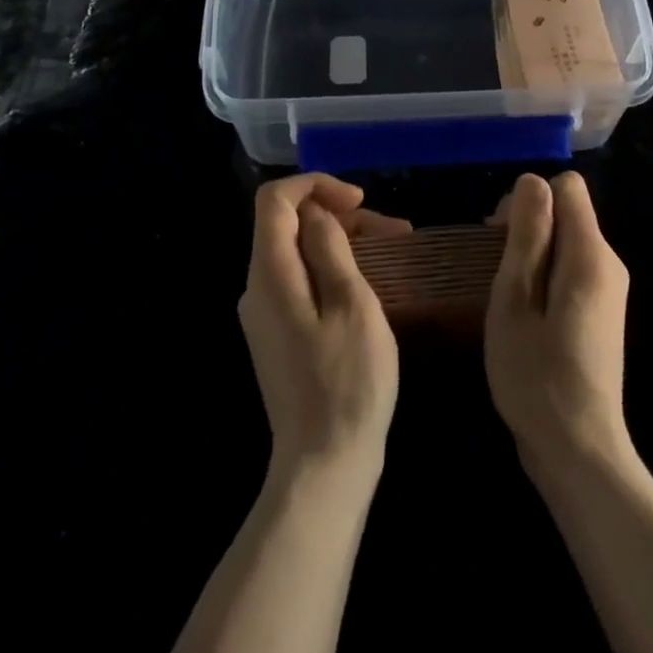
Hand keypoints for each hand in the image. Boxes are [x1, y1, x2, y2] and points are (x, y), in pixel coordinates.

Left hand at [238, 174, 410, 485]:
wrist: (323, 467)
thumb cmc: (346, 383)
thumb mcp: (352, 305)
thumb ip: (330, 249)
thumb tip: (317, 214)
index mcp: (270, 274)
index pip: (276, 199)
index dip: (317, 185)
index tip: (360, 201)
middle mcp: (257, 287)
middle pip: (289, 224)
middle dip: (339, 214)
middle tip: (393, 230)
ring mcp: (265, 314)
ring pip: (298, 251)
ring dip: (342, 240)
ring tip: (394, 249)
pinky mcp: (278, 334)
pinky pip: (300, 280)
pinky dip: (333, 267)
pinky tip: (369, 281)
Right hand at [485, 172, 631, 473]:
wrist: (579, 452)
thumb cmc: (536, 375)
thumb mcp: (515, 299)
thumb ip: (527, 235)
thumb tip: (532, 180)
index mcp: (590, 254)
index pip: (568, 186)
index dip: (529, 199)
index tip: (500, 235)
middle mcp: (609, 263)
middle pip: (568, 212)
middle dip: (528, 226)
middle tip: (495, 269)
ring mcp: (610, 291)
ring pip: (567, 241)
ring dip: (532, 253)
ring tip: (505, 295)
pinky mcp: (602, 313)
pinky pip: (572, 269)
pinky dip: (545, 276)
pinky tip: (524, 313)